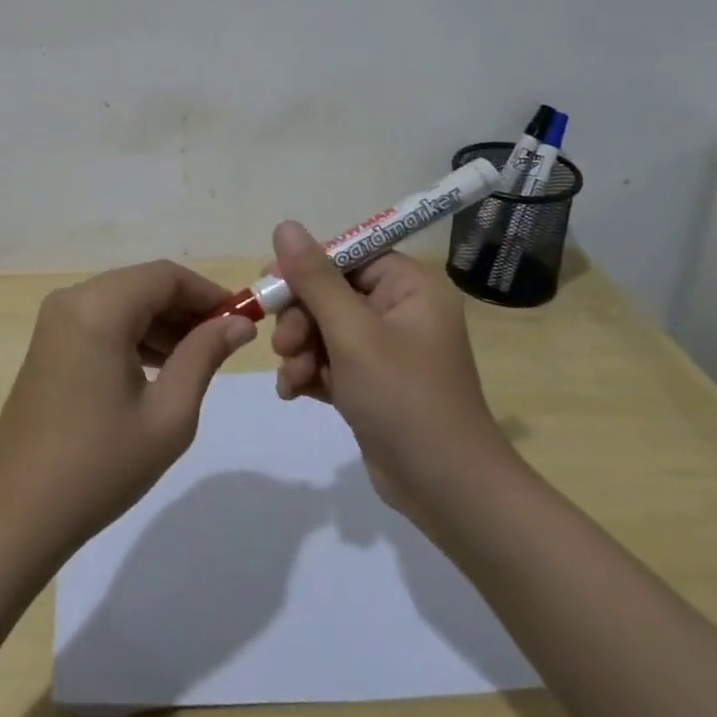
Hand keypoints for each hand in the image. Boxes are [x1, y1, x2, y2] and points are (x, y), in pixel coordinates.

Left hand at [0, 260, 255, 558]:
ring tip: (197, 360)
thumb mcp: (168, 414)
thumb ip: (204, 356)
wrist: (18, 514)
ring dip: (161, 322)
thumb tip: (239, 323)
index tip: (242, 320)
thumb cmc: (100, 465)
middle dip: (186, 308)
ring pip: (122, 301)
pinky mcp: (48, 343)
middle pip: (142, 284)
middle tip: (224, 343)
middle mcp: (72, 300)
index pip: (165, 276)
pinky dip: (133, 334)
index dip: (208, 293)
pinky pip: (101, 321)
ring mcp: (55, 321)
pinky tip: (158, 369)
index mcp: (99, 308)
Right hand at [268, 221, 510, 520]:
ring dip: (301, 349)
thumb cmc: (403, 398)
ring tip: (293, 377)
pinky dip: (310, 372)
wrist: (446, 490)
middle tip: (284, 346)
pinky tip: (293, 392)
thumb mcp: (352, 333)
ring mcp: (387, 349)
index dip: (306, 267)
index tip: (271, 285)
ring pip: (324, 328)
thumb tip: (285, 225)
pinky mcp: (373, 382)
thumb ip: (315, 278)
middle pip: (331, 293)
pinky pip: (331, 360)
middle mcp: (401, 310)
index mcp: (409, 287)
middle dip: (301, 319)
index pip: (348, 255)